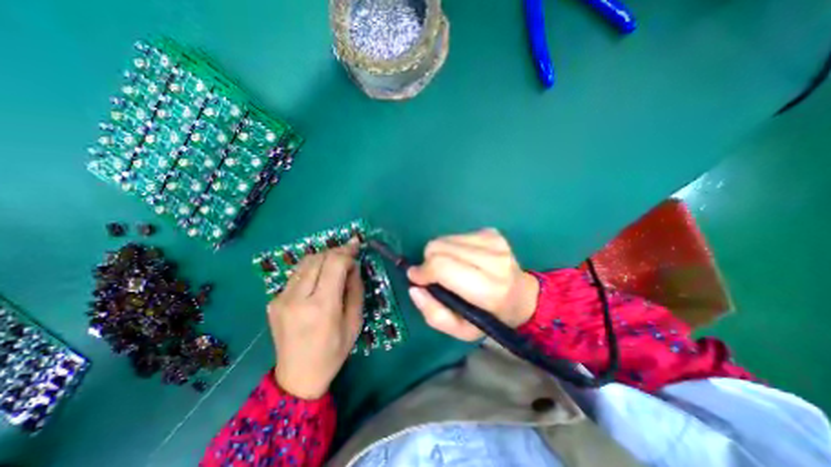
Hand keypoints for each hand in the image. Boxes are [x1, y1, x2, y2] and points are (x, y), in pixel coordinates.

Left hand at [271, 241, 364, 396]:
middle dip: (336, 251)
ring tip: (336, 263)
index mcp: (322, 307)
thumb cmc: (333, 351)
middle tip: (349, 254)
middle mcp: (297, 298)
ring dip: (323, 257)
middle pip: (318, 258)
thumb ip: (355, 289)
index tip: (357, 245)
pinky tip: (320, 278)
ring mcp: (281, 299)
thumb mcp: (355, 321)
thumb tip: (353, 266)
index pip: (334, 264)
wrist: (297, 377)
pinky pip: (296, 275)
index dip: (347, 251)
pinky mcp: (274, 301)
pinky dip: (312, 269)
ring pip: (305, 262)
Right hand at [408, 229, 539, 340]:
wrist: (522, 296)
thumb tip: (414, 288)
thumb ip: (434, 314)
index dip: (423, 271)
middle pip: (439, 247)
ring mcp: (494, 242)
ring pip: (444, 239)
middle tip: (434, 276)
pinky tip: (463, 259)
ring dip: (440, 253)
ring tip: (451, 268)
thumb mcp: (461, 330)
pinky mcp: (491, 232)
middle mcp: (493, 260)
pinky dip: (451, 247)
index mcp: (489, 289)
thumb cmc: (490, 317)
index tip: (415, 278)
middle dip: (428, 261)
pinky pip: (456, 235)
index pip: (442, 267)